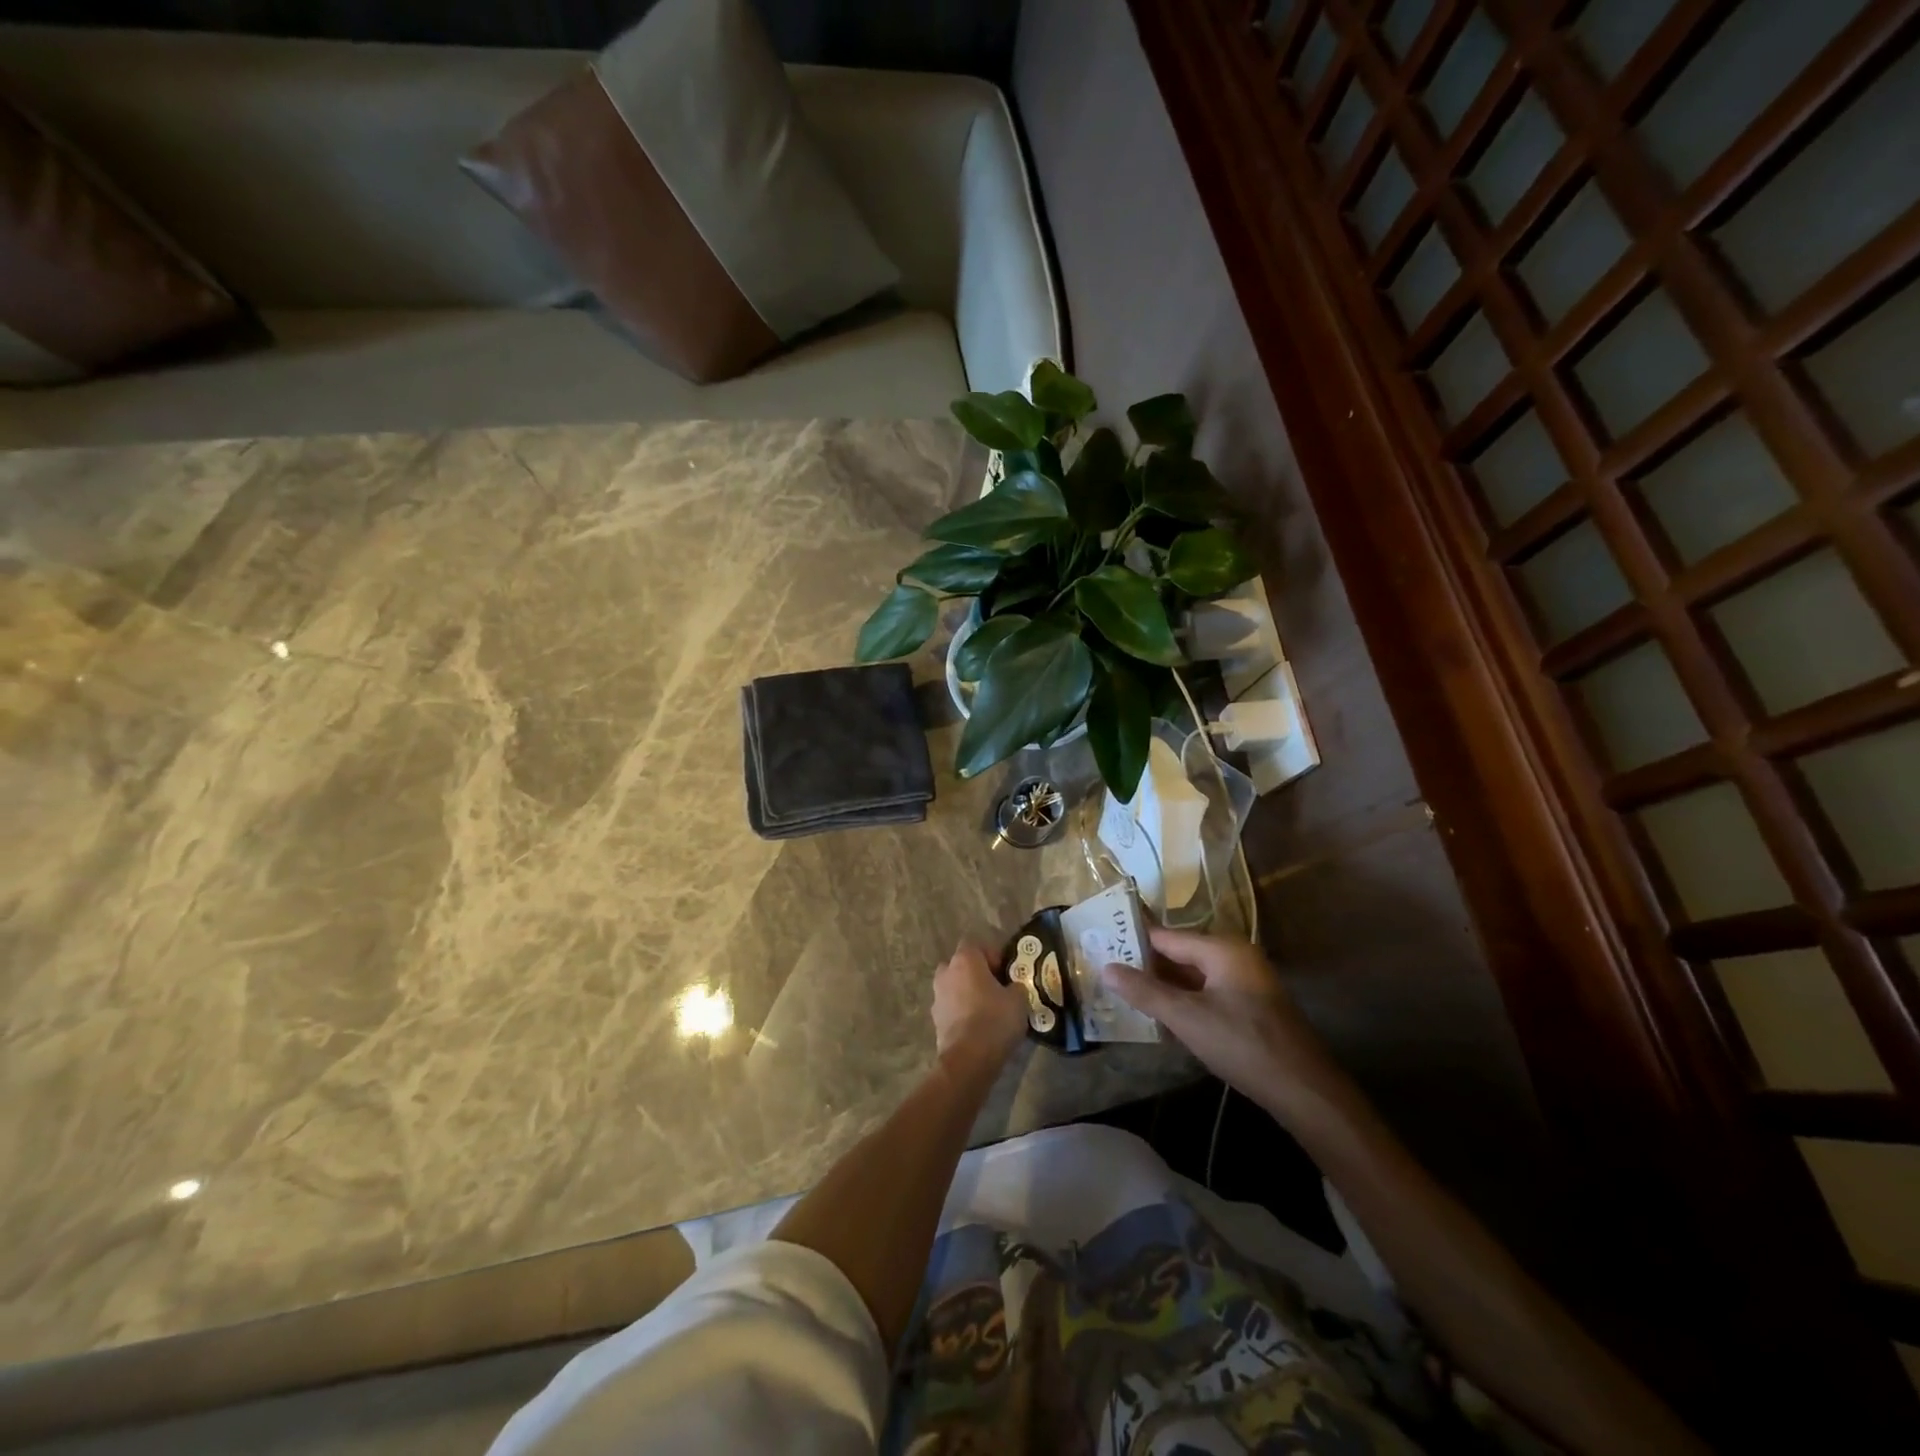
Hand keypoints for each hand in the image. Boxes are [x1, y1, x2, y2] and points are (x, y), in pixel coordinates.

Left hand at [931, 941, 1027, 1070]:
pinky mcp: (935, 1019)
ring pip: (955, 986)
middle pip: (962, 965)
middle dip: (977, 974)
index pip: (976, 944)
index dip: (992, 955)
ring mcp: (937, 996)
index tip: (1005, 972)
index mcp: (965, 960)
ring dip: (968, 993)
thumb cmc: (995, 1020)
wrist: (968, 1059)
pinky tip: (978, 1027)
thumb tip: (1013, 987)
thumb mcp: (1019, 999)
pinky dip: (962, 1012)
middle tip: (996, 989)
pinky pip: (951, 1007)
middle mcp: (946, 972)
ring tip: (988, 1010)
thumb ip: (1016, 986)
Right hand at [1102, 926, 1344, 1117]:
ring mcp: (1245, 982)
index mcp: (1222, 949)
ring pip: (1192, 976)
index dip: (1133, 941)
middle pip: (1179, 954)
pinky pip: (1206, 993)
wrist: (1305, 1091)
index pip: (1166, 936)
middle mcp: (1235, 957)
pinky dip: (1183, 1001)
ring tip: (1123, 993)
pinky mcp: (1249, 1007)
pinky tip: (1160, 1016)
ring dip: (1163, 986)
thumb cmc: (1243, 1044)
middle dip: (1145, 965)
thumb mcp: (1187, 1018)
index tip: (1100, 946)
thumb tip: (1106, 968)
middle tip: (1106, 972)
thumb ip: (1146, 991)